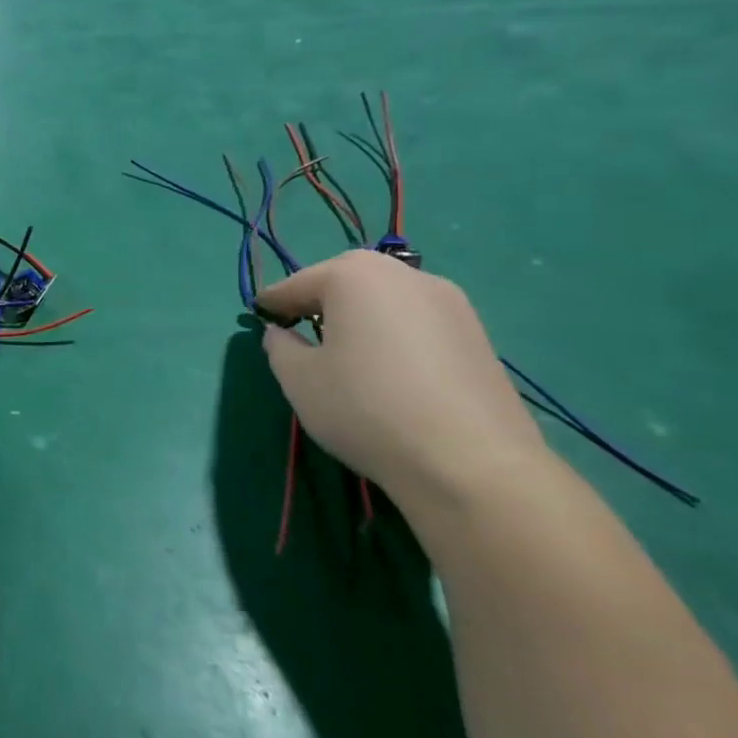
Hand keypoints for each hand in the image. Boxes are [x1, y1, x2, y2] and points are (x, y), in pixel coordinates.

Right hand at [254, 251, 550, 517]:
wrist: (470, 462)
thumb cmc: (364, 407)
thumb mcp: (298, 378)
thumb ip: (280, 346)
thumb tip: (282, 334)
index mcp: (353, 275)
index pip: (297, 283)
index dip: (273, 304)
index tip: (258, 319)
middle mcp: (405, 275)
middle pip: (346, 282)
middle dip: (319, 303)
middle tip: (299, 334)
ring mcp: (451, 303)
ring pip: (385, 301)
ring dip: (359, 318)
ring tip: (345, 355)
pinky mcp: (478, 335)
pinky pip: (417, 324)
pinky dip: (393, 336)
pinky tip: (388, 373)